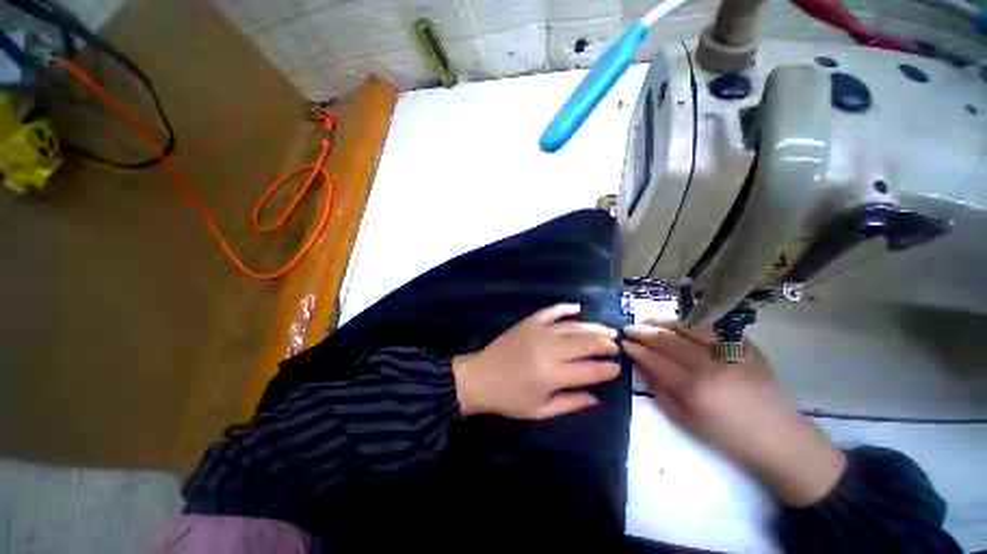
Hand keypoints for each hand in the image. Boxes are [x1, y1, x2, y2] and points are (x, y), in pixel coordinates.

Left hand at [453, 304, 620, 419]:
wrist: (480, 377)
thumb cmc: (509, 399)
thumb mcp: (540, 411)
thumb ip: (570, 403)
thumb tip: (596, 397)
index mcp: (553, 375)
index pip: (590, 370)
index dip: (607, 369)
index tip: (618, 368)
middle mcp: (549, 350)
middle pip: (586, 344)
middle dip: (605, 345)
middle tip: (616, 346)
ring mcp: (538, 332)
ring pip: (573, 327)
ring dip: (593, 327)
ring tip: (608, 330)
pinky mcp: (528, 323)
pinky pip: (551, 311)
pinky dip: (565, 308)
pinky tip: (577, 308)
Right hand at [624, 320, 846, 506]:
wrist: (779, 439)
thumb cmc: (728, 437)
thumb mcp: (685, 421)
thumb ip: (659, 391)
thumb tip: (641, 366)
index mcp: (693, 388)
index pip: (655, 359)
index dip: (636, 349)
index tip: (623, 342)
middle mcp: (710, 365)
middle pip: (668, 340)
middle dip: (644, 332)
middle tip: (629, 328)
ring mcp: (731, 353)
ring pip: (689, 328)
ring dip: (664, 322)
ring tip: (648, 320)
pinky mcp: (747, 348)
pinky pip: (715, 328)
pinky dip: (693, 323)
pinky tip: (680, 322)